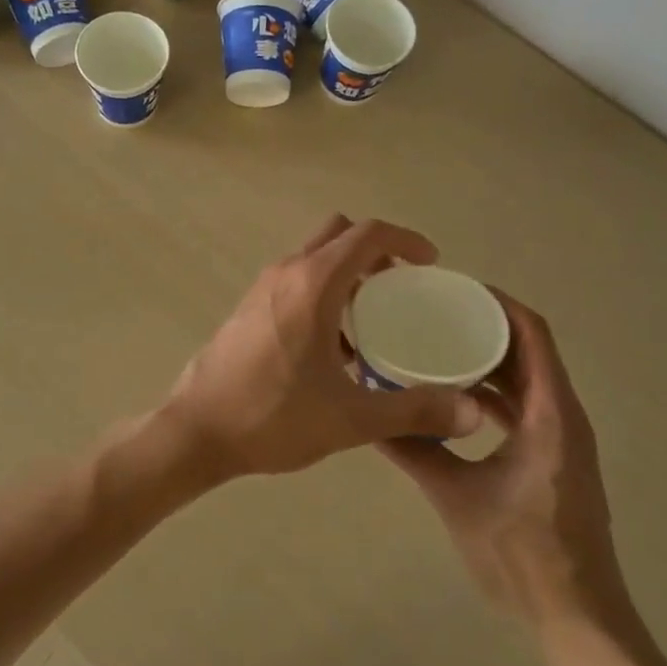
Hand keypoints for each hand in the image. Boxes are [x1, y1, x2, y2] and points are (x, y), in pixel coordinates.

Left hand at [164, 216, 483, 479]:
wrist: (196, 430)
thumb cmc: (272, 417)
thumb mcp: (351, 419)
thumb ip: (414, 411)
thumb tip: (471, 412)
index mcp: (313, 284)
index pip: (368, 234)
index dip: (406, 240)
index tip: (432, 265)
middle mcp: (285, 273)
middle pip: (339, 235)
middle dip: (376, 251)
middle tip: (403, 287)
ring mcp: (262, 289)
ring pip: (314, 258)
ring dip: (348, 273)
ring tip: (375, 319)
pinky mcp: (248, 309)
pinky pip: (295, 282)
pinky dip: (323, 292)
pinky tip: (335, 348)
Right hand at [381, 290, 630, 627]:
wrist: (577, 617)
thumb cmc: (522, 554)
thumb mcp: (456, 497)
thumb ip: (413, 452)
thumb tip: (366, 418)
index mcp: (549, 415)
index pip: (532, 334)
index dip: (497, 303)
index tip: (452, 288)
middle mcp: (563, 416)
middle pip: (529, 350)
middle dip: (485, 326)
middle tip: (433, 313)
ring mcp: (562, 439)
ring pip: (526, 379)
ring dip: (488, 359)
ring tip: (437, 346)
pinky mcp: (554, 458)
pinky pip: (523, 406)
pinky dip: (492, 392)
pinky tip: (452, 399)